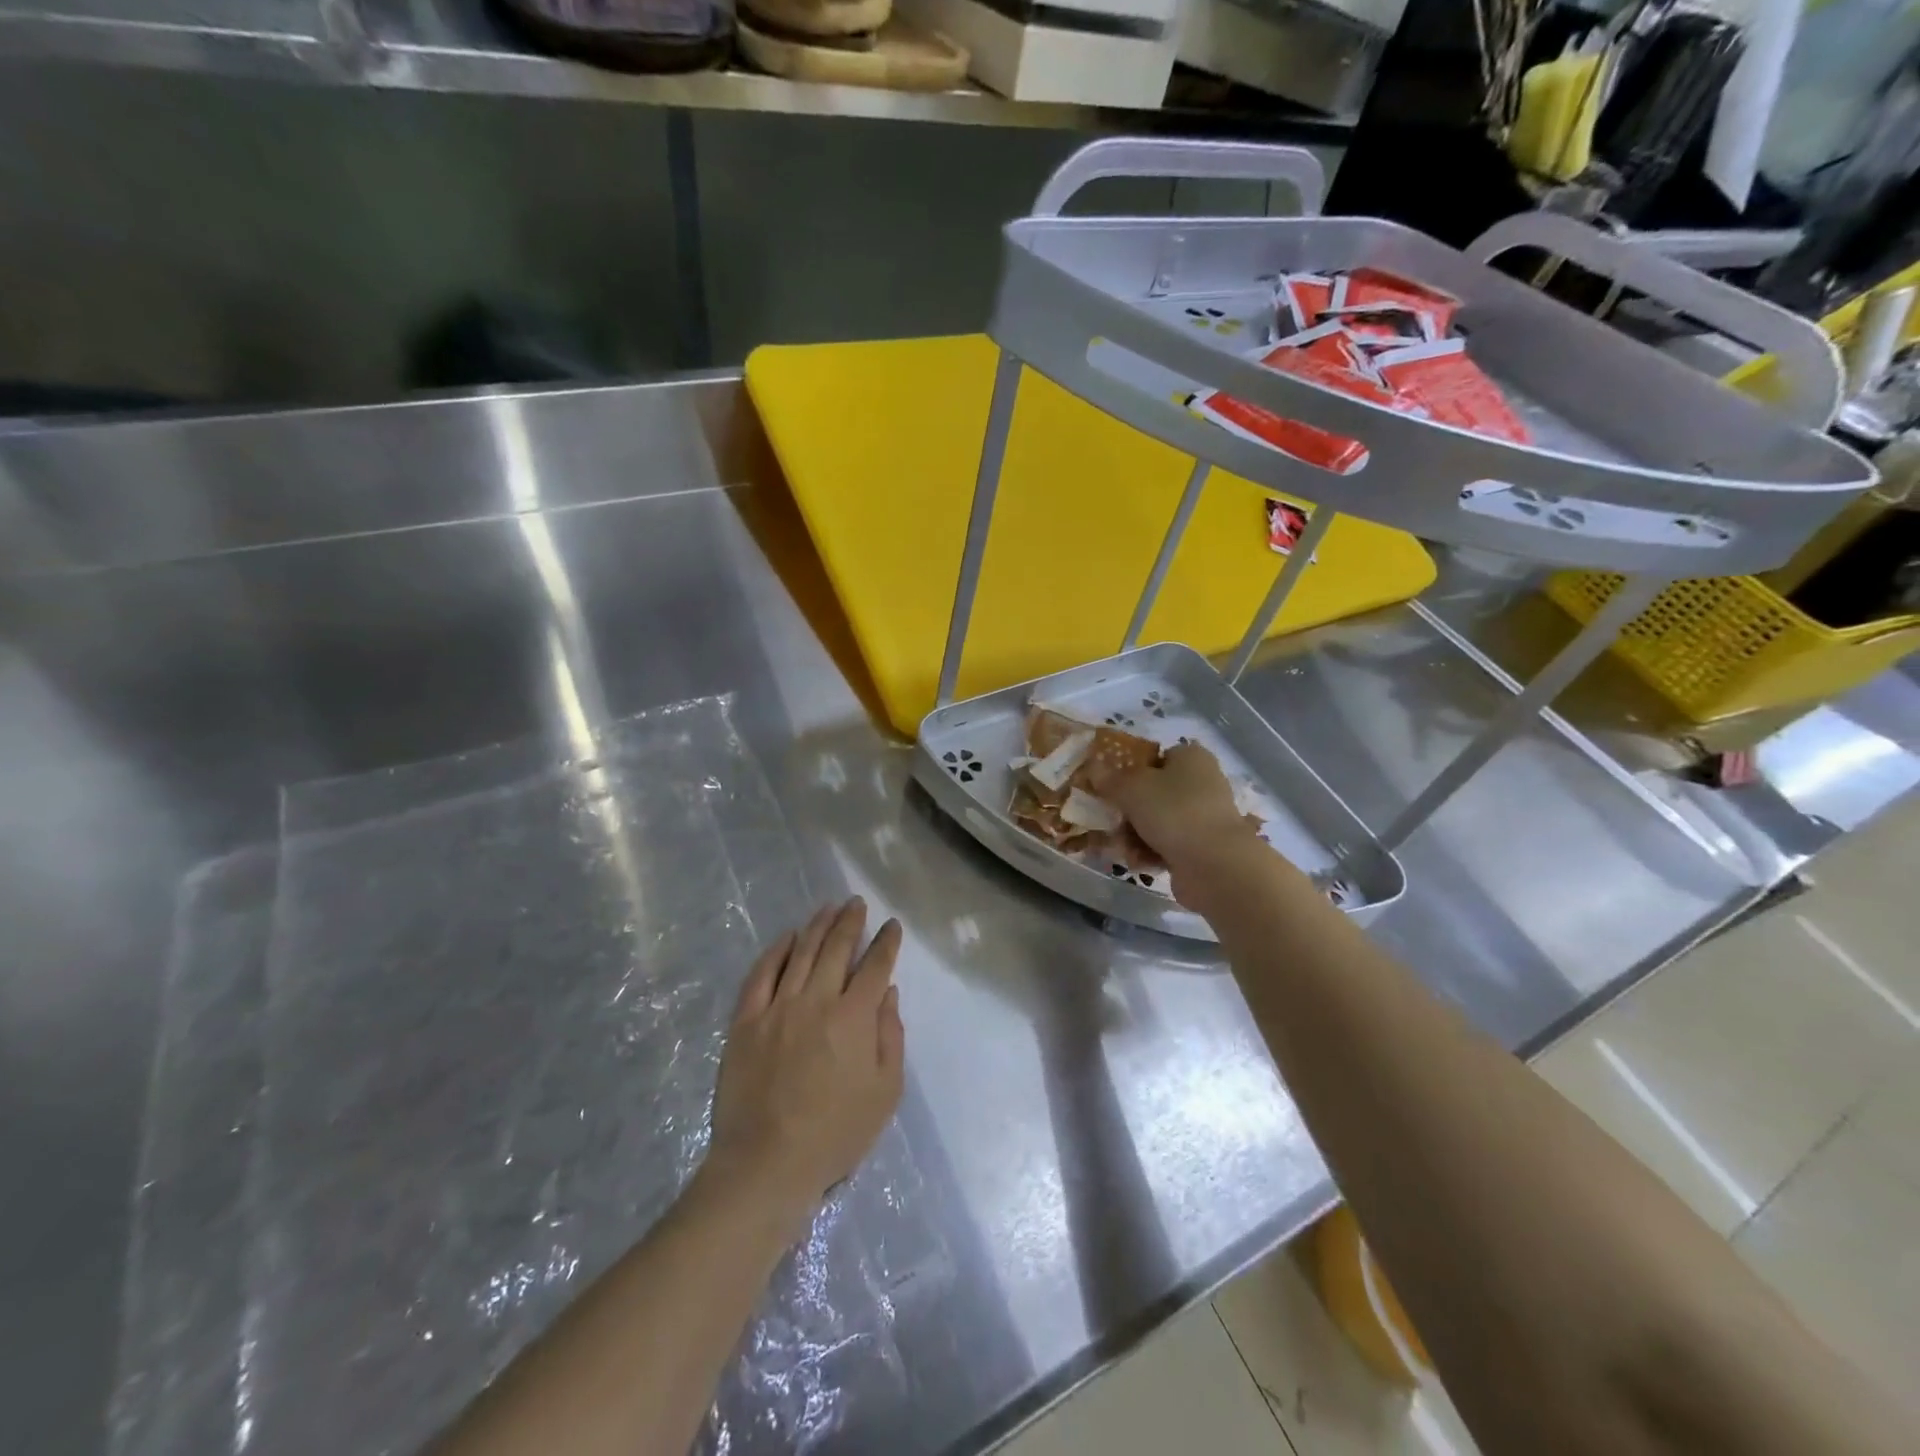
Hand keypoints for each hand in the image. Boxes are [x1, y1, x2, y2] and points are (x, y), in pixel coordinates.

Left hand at [704, 899, 904, 1242]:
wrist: (766, 1164)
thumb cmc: (835, 1134)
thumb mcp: (885, 1092)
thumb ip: (890, 1036)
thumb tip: (887, 993)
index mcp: (854, 1017)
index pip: (875, 966)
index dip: (886, 943)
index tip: (892, 926)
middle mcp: (817, 1000)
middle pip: (837, 948)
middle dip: (851, 921)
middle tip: (857, 903)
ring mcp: (777, 1007)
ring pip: (801, 952)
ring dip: (818, 926)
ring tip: (829, 908)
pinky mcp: (746, 1021)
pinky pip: (761, 974)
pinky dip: (777, 951)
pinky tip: (787, 937)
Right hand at [1095, 743, 1260, 877]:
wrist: (1214, 865)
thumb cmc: (1173, 811)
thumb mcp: (1132, 788)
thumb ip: (1109, 778)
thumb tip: (1093, 766)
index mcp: (1192, 758)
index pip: (1157, 756)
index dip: (1132, 769)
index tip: (1110, 785)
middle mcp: (1202, 783)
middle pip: (1154, 791)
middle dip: (1128, 809)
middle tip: (1110, 819)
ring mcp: (1203, 818)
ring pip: (1157, 821)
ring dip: (1134, 834)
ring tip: (1122, 846)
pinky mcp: (1202, 848)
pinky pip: (1167, 845)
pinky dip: (1150, 853)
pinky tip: (1138, 862)